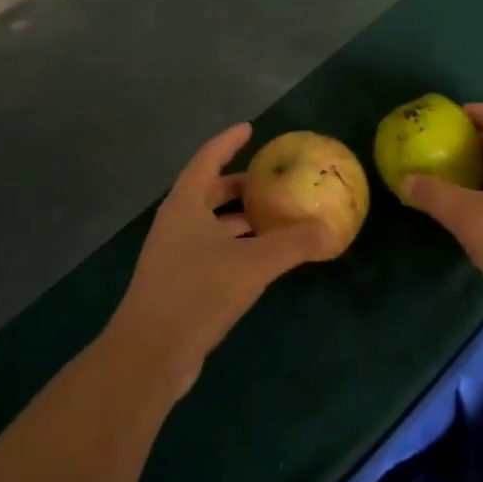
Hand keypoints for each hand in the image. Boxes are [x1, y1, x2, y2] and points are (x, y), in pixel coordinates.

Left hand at [110, 123, 334, 391]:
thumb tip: (332, 230)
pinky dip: (235, 245)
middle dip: (239, 184)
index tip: (249, 128)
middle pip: (208, 191)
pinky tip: (259, 258)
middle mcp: (175, 223)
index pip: (207, 160)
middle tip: (271, 180)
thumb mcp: (253, 264)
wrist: (150, 353)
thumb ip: (294, 244)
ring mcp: (173, 254)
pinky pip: (210, 250)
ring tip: (274, 217)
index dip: (228, 142)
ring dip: (239, 218)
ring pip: (210, 224)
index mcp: (185, 205)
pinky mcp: (177, 283)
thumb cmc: (198, 292)